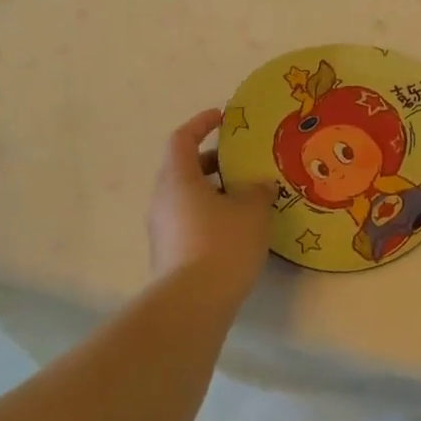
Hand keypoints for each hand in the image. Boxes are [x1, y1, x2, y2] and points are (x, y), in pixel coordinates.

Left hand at [147, 109, 274, 292]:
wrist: (192, 304)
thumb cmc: (222, 244)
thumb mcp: (252, 211)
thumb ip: (257, 191)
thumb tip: (259, 185)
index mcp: (178, 179)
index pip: (182, 139)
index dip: (201, 123)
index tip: (223, 117)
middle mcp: (163, 199)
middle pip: (183, 168)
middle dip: (212, 161)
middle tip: (241, 160)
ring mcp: (162, 228)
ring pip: (186, 196)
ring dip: (213, 190)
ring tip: (246, 195)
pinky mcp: (168, 253)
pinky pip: (189, 220)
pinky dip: (210, 213)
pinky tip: (237, 226)